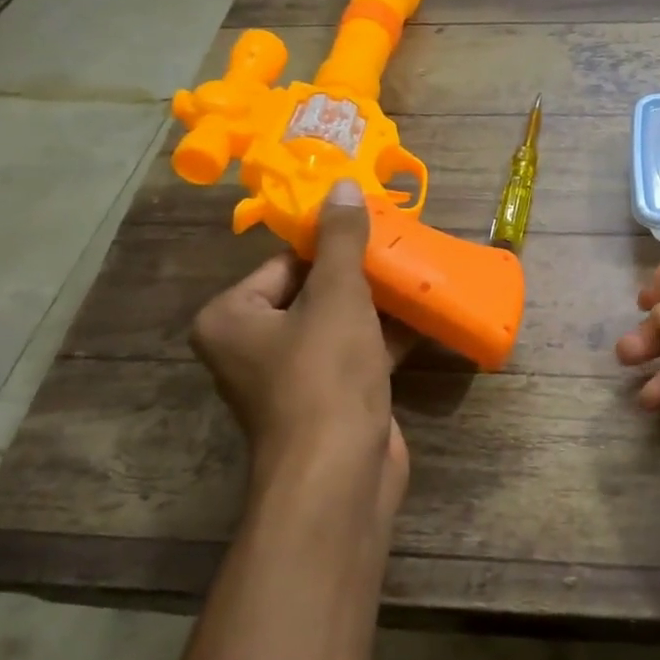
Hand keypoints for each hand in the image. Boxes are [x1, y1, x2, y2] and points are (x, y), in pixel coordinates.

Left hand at [191, 180, 414, 524]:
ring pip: (341, 324)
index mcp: (232, 318)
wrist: (340, 475)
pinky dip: (388, 338)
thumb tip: (340, 184)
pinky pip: (359, 354)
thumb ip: (342, 240)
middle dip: (362, 275)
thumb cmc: (325, 375)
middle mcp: (254, 347)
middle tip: (404, 247)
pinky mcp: (331, 401)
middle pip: (315, 292)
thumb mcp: (337, 295)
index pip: (286, 263)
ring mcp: (294, 378)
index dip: (333, 245)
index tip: (376, 228)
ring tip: (421, 274)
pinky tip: (428, 315)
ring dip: (380, 305)